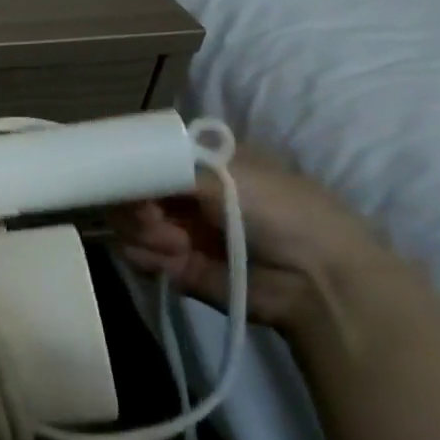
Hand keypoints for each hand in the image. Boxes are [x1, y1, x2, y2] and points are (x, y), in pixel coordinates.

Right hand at [115, 147, 385, 328]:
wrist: (315, 281)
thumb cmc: (282, 212)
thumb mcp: (227, 173)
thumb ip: (167, 167)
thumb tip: (124, 171)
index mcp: (200, 165)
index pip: (145, 158)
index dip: (131, 166)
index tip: (128, 175)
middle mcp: (185, 195)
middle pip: (129, 191)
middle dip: (133, 204)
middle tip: (151, 216)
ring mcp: (175, 231)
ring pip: (125, 223)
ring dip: (142, 232)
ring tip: (175, 244)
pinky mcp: (172, 266)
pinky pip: (134, 255)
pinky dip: (145, 256)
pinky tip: (172, 259)